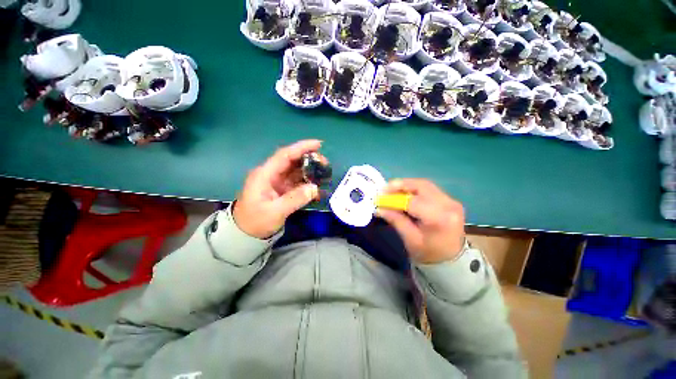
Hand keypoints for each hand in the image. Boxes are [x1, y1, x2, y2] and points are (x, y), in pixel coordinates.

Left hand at [233, 140, 324, 238]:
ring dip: (309, 169)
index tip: (318, 144)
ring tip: (324, 172)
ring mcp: (277, 182)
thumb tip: (315, 188)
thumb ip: (295, 199)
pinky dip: (307, 181)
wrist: (245, 234)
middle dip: (308, 158)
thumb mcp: (275, 212)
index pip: (284, 155)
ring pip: (295, 170)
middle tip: (325, 162)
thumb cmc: (255, 222)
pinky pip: (296, 181)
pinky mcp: (282, 189)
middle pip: (291, 161)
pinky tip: (317, 184)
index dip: (301, 148)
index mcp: (265, 174)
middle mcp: (271, 174)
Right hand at [376, 179, 464, 263]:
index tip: (379, 198)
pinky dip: (414, 189)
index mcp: (439, 219)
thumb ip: (395, 220)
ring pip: (425, 185)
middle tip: (385, 189)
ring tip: (392, 191)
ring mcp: (451, 201)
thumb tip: (379, 208)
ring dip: (407, 185)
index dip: (393, 198)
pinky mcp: (450, 201)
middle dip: (400, 185)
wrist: (452, 262)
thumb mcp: (410, 239)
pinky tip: (405, 194)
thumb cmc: (429, 255)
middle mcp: (449, 205)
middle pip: (421, 186)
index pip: (413, 201)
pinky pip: (429, 189)